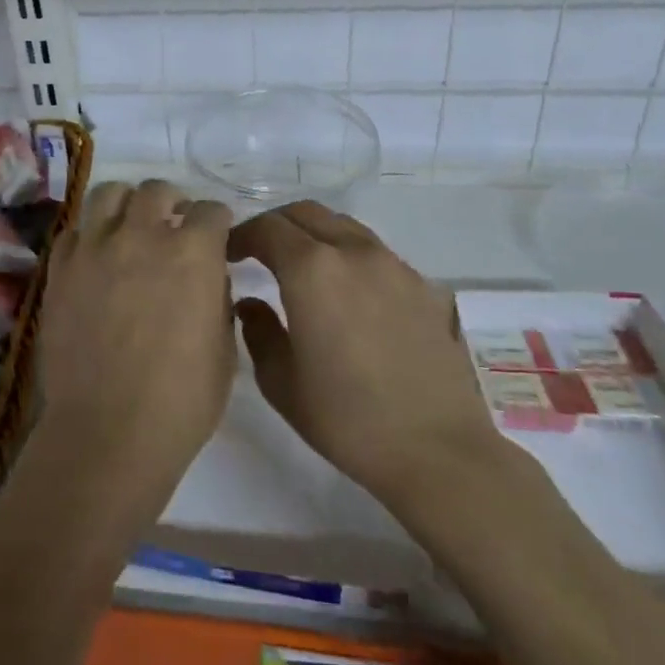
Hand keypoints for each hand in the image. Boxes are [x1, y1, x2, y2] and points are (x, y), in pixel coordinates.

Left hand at [37, 180, 235, 505]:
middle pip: (156, 190)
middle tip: (174, 222)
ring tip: (130, 224)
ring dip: (126, 203)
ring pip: (108, 195)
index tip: (217, 234)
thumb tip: (206, 276)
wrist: (108, 431)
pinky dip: (89, 236)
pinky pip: (73, 233)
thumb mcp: (224, 349)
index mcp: (193, 252)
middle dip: (172, 201)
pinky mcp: (60, 269)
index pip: (211, 211)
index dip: (218, 221)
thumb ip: (217, 297)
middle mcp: (142, 236)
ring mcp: (95, 248)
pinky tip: (95, 257)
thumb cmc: (181, 401)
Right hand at [228, 200, 502, 513]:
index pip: (266, 228)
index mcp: (311, 270)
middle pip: (305, 213)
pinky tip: (347, 293)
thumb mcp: (280, 382)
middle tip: (258, 253)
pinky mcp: (422, 285)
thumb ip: (257, 331)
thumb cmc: (347, 419)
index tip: (227, 255)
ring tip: (300, 267)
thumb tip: (251, 304)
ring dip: (313, 234)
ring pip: (342, 226)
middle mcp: (352, 252)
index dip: (240, 236)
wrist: (438, 450)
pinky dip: (347, 254)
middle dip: (275, 226)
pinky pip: (374, 251)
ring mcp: (393, 265)